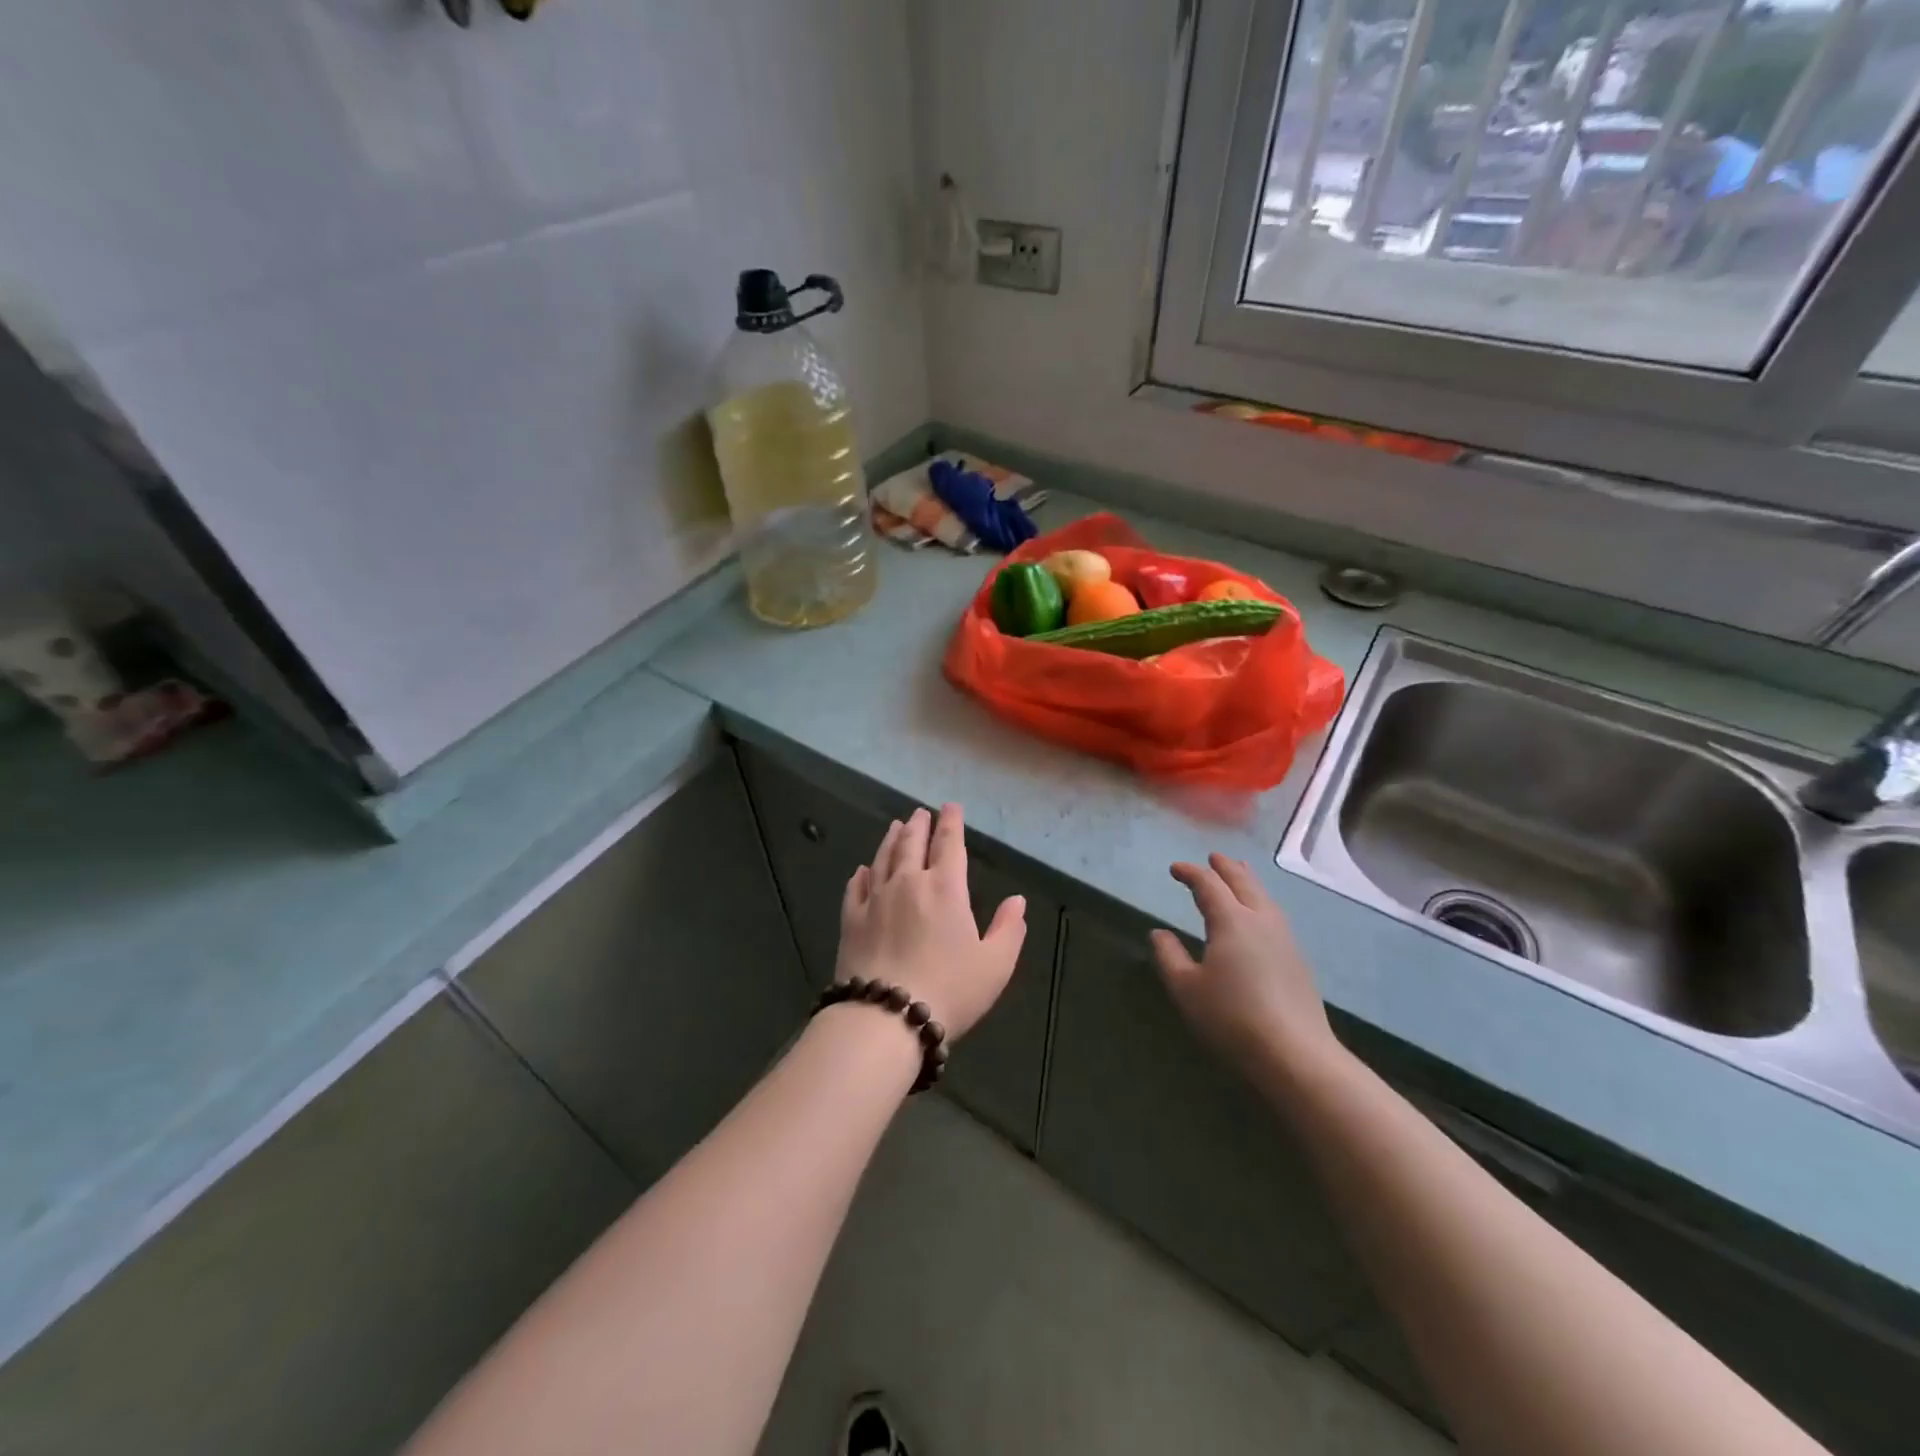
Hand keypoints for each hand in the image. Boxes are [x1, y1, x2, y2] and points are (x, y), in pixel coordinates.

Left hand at [835, 805, 1025, 1039]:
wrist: (886, 1017)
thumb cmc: (949, 990)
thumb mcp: (995, 965)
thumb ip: (1009, 929)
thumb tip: (1017, 900)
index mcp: (946, 889)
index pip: (949, 844)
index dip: (951, 823)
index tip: (950, 807)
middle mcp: (908, 883)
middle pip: (912, 844)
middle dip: (919, 825)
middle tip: (920, 813)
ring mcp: (875, 899)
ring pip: (883, 858)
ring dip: (891, 839)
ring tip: (896, 826)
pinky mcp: (851, 920)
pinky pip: (856, 887)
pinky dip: (861, 874)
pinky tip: (862, 869)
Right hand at [1151, 854, 1340, 1080]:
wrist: (1295, 1054)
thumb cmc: (1232, 1017)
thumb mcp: (1186, 988)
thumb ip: (1169, 956)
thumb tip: (1159, 933)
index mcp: (1231, 920)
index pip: (1208, 884)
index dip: (1190, 873)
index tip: (1174, 869)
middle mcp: (1260, 920)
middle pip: (1243, 882)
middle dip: (1225, 867)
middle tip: (1213, 857)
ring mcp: (1284, 938)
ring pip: (1264, 896)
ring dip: (1248, 881)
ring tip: (1240, 874)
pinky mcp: (1297, 959)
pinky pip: (1274, 914)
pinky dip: (1260, 901)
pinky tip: (1259, 915)